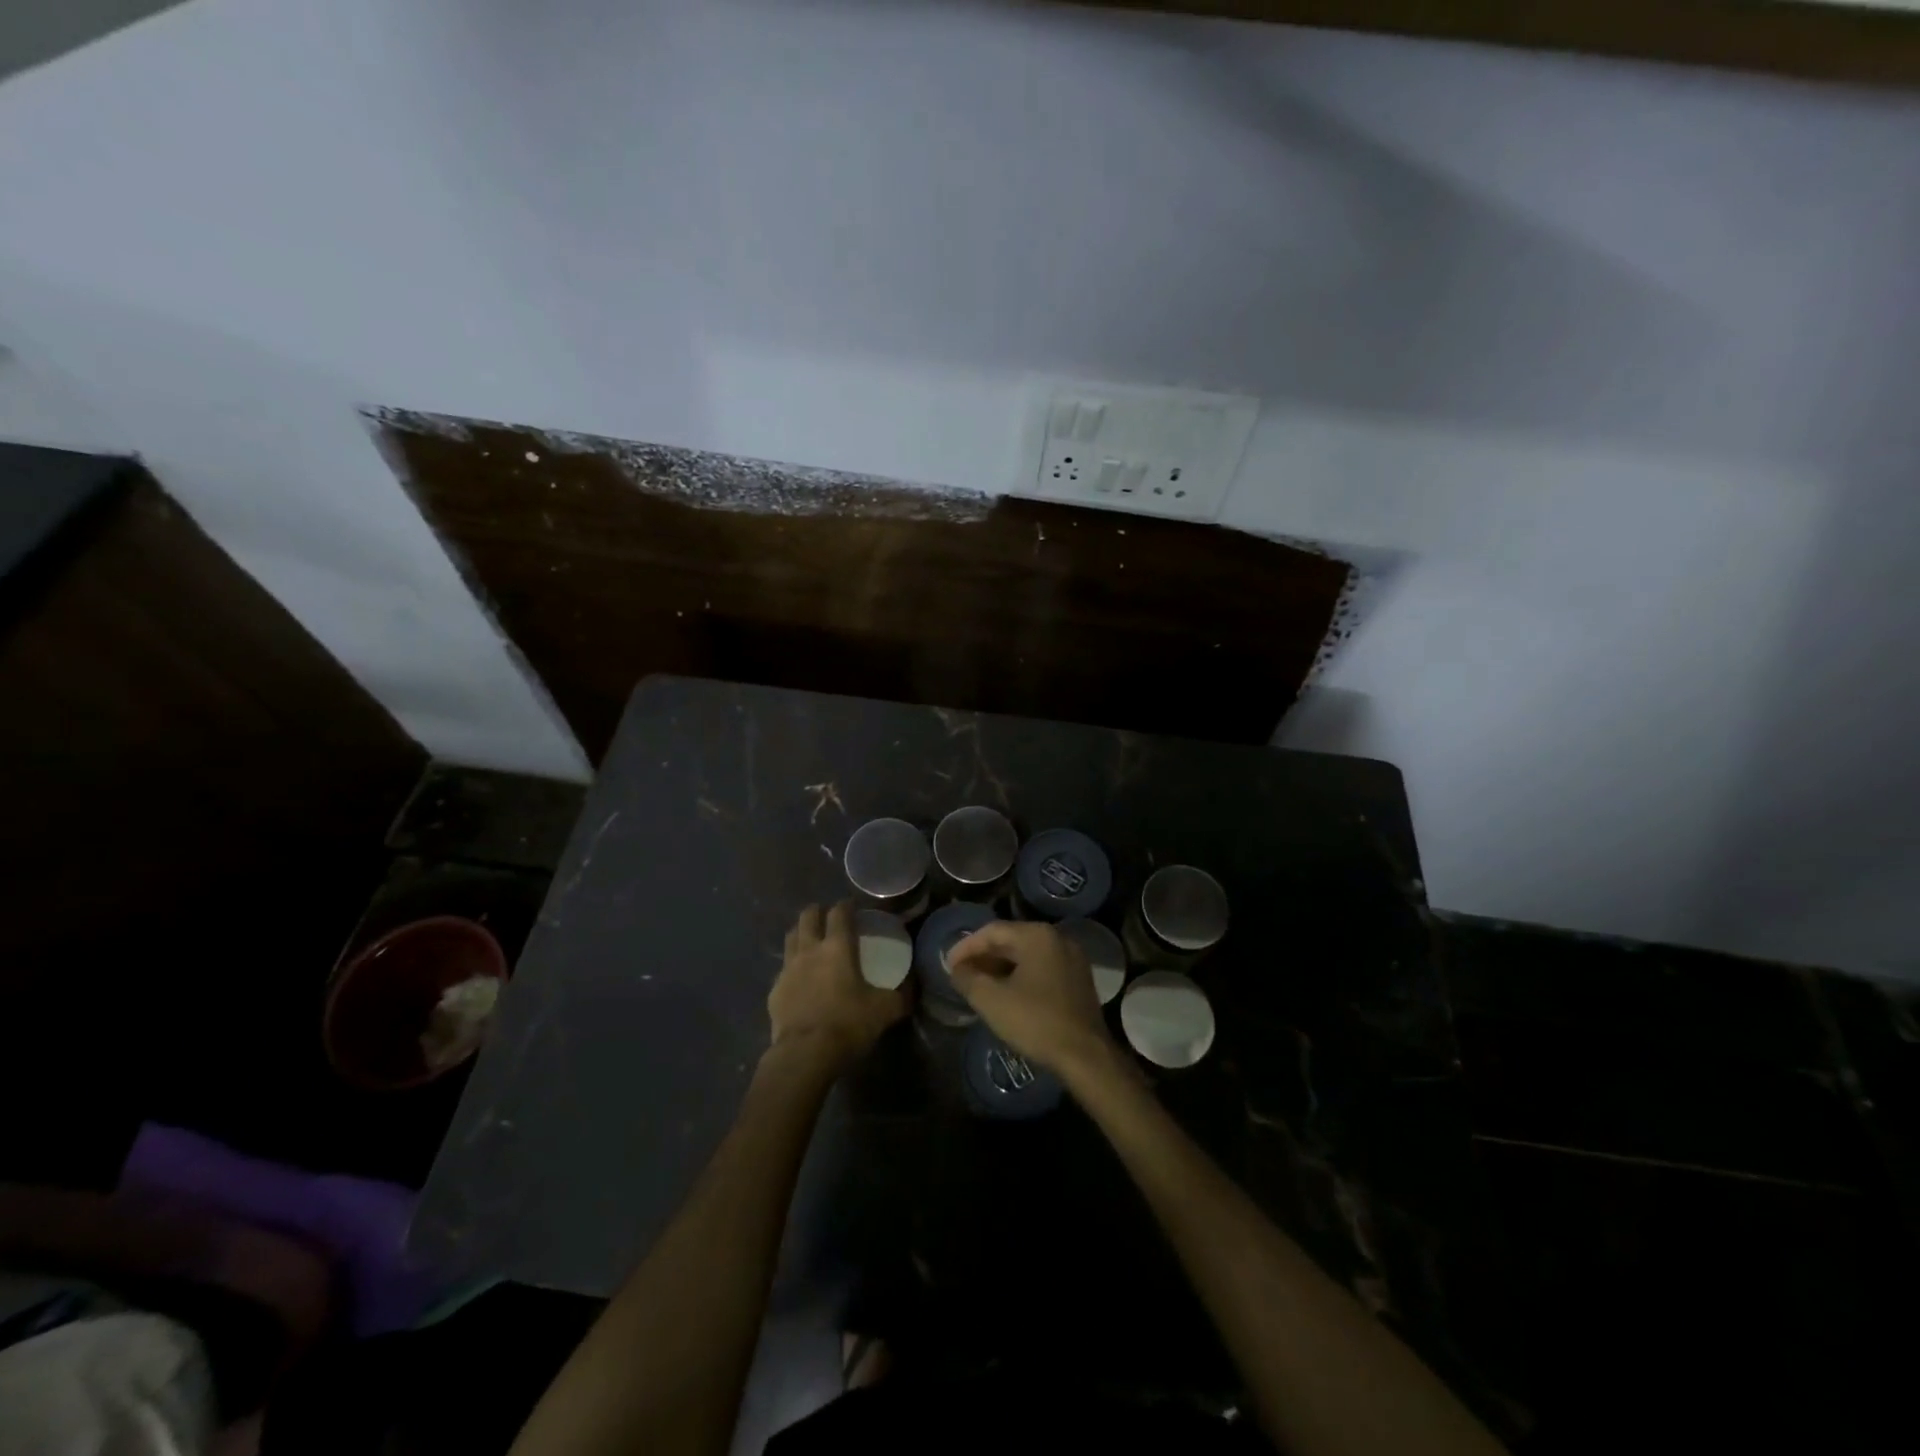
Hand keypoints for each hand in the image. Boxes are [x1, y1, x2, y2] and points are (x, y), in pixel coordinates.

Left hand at [768, 902, 908, 1068]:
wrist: (805, 1054)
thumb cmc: (847, 1024)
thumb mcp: (885, 1011)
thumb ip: (901, 996)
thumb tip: (912, 987)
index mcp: (837, 947)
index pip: (839, 913)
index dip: (846, 905)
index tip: (852, 906)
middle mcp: (809, 950)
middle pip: (808, 916)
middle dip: (818, 911)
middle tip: (828, 917)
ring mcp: (788, 969)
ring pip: (791, 937)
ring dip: (801, 933)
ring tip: (811, 940)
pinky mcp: (774, 990)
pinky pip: (783, 969)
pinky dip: (792, 966)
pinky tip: (800, 978)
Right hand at [945, 921, 1113, 1074]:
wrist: (1085, 1055)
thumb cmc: (1036, 1022)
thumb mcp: (992, 1000)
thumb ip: (968, 979)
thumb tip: (957, 969)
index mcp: (1037, 935)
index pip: (992, 931)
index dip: (966, 946)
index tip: (949, 965)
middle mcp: (1057, 938)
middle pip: (1011, 939)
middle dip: (983, 956)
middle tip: (961, 974)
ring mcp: (1072, 958)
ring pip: (1027, 954)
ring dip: (1001, 966)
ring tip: (980, 984)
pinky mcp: (1078, 978)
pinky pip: (1042, 967)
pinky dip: (1020, 975)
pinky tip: (1007, 992)